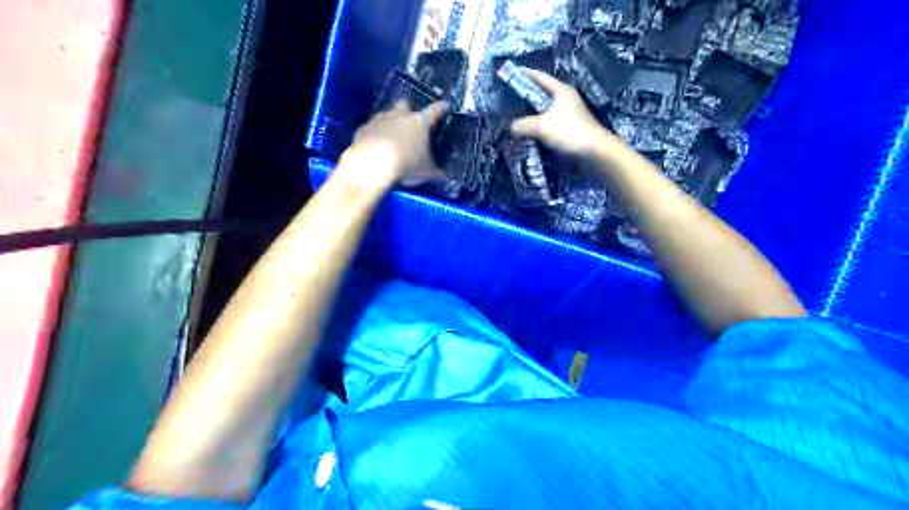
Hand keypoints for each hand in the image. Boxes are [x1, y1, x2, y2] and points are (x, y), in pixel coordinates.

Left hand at [349, 99, 446, 185]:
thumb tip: (444, 177)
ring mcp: (379, 120)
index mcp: (420, 123)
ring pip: (386, 115)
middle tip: (409, 121)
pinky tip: (375, 146)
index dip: (441, 107)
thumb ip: (435, 173)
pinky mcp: (363, 128)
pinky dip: (374, 135)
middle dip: (407, 110)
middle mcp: (400, 115)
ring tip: (391, 137)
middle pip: (405, 105)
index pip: (435, 111)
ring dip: (389, 123)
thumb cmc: (406, 164)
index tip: (446, 104)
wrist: (372, 164)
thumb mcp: (426, 172)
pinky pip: (371, 128)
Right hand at [511, 68, 618, 158]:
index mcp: (561, 91)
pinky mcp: (571, 130)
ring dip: (533, 114)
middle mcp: (566, 100)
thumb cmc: (569, 132)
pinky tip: (531, 134)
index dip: (526, 74)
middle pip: (543, 94)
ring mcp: (570, 116)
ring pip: (547, 111)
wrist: (595, 152)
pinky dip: (540, 127)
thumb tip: (512, 127)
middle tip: (511, 97)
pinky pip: (550, 125)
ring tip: (517, 117)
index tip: (514, 72)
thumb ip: (523, 125)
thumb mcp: (541, 126)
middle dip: (528, 95)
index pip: (541, 77)